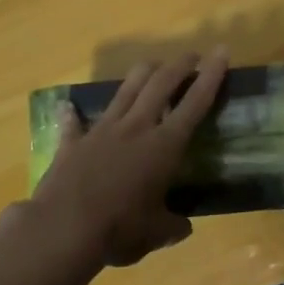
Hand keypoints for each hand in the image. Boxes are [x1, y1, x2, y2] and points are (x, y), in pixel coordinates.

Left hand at [14, 49, 229, 269]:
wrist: (62, 230)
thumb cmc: (119, 229)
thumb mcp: (156, 233)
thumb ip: (172, 226)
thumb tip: (183, 228)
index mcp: (164, 145)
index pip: (195, 102)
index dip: (211, 75)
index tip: (221, 51)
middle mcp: (136, 128)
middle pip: (160, 83)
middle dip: (179, 65)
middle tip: (191, 55)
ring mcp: (102, 131)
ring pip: (126, 89)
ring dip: (142, 73)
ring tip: (152, 65)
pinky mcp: (72, 143)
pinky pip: (74, 123)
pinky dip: (73, 114)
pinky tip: (68, 107)